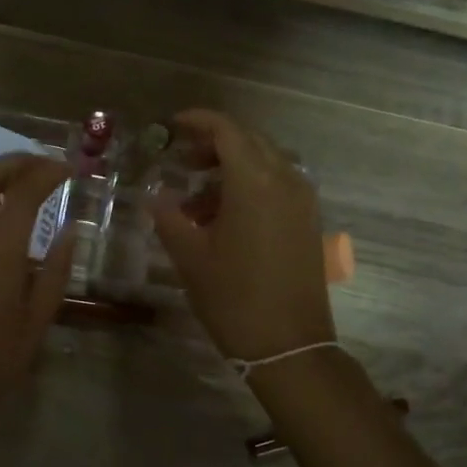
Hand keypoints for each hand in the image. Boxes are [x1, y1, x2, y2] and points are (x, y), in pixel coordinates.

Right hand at [145, 109, 335, 362]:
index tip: (172, 126)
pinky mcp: (309, 221)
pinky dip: (251, 186)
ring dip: (232, 168)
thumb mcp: (190, 256)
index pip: (227, 130)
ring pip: (266, 163)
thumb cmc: (233, 297)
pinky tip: (225, 217)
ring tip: (198, 199)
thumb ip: (169, 217)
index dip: (198, 121)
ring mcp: (303, 200)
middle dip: (214, 144)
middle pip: (249, 141)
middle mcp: (285, 180)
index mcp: (255, 181)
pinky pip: (279, 185)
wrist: (289, 345)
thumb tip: (156, 196)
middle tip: (183, 160)